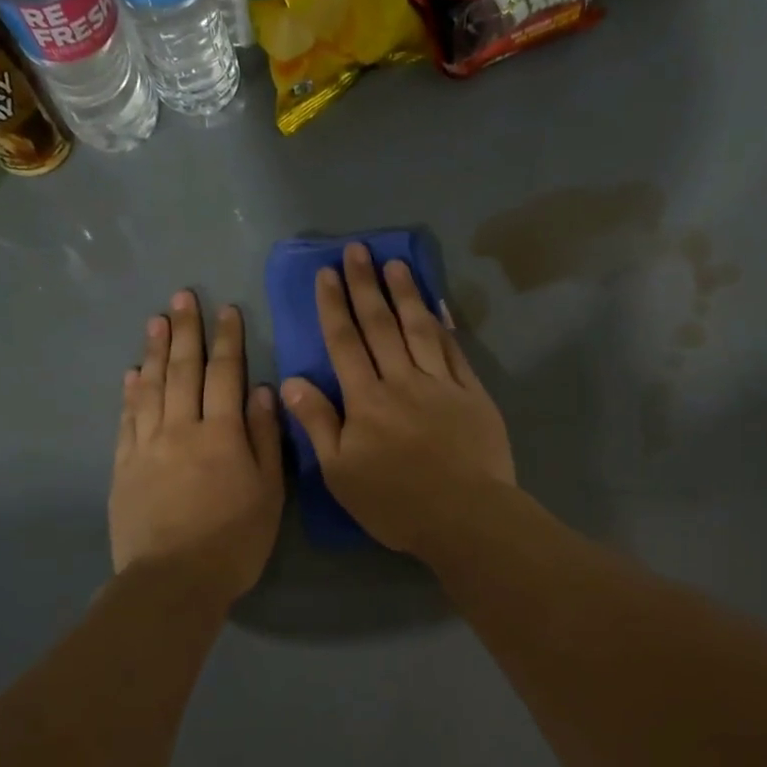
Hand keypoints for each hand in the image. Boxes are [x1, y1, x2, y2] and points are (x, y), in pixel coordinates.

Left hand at [110, 291, 283, 604]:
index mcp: (222, 435)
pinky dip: (130, 393)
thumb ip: (266, 439)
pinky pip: (127, 420)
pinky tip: (132, 374)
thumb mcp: (269, 492)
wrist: (174, 580)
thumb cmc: (235, 540)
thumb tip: (263, 391)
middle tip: (183, 297)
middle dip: (186, 332)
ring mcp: (147, 446)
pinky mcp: (124, 467)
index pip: (225, 375)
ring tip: (156, 321)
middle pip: (183, 371)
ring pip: (151, 388)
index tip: (227, 310)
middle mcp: (181, 429)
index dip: (227, 341)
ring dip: (155, 351)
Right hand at [282, 244, 514, 557]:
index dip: (334, 306)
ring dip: (405, 294)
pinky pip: (455, 351)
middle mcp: (402, 381)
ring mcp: (441, 384)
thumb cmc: (396, 503)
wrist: (465, 516)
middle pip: (381, 326)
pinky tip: (437, 306)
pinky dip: (444, 325)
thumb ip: (318, 424)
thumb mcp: (341, 473)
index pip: (345, 343)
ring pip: (419, 329)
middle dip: (366, 286)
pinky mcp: (472, 395)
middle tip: (357, 250)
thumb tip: (293, 381)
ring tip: (395, 264)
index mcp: (366, 400)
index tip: (327, 273)